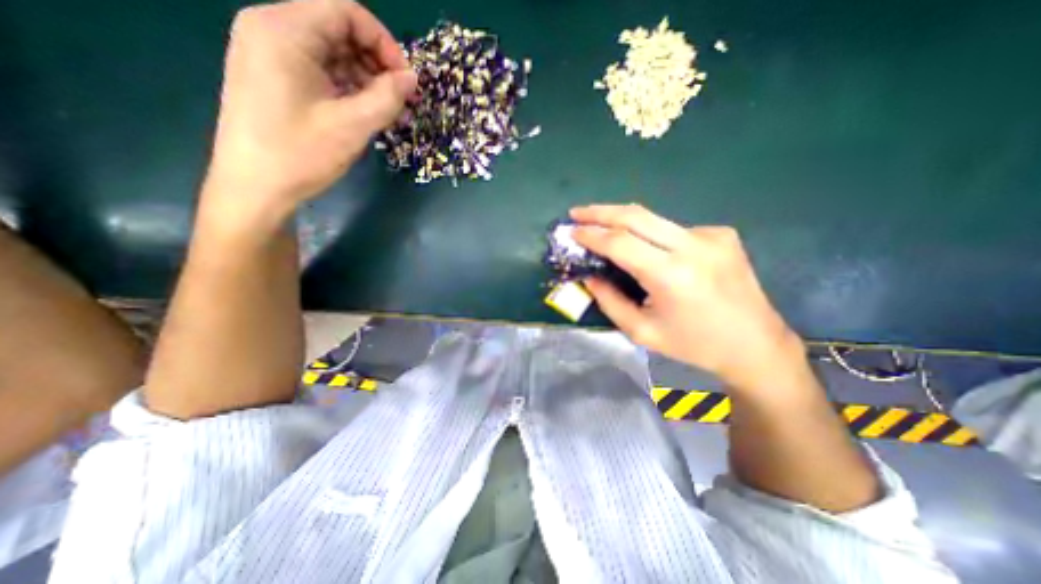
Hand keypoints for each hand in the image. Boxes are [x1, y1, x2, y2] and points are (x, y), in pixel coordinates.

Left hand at [204, 1, 415, 229]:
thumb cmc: (301, 153)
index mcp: (284, 30)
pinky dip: (346, 87)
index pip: (345, 11)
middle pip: (337, 28)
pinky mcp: (273, 77)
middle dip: (376, 62)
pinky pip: (319, 70)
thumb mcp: (352, 125)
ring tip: (387, 111)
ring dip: (364, 78)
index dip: (384, 42)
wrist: (254, 187)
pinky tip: (363, 112)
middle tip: (400, 99)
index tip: (405, 80)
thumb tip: (412, 79)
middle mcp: (271, 29)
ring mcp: (268, 53)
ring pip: (330, 51)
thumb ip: (387, 97)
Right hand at [569, 203, 804, 390]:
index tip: (571, 230)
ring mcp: (712, 235)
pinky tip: (652, 253)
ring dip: (624, 222)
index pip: (620, 242)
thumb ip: (610, 301)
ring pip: (654, 220)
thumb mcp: (642, 331)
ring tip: (603, 229)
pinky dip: (653, 236)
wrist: (755, 344)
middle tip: (577, 213)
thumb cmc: (693, 345)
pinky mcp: (722, 234)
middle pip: (636, 216)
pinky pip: (674, 230)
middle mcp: (694, 246)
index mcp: (672, 276)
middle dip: (601, 212)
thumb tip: (589, 276)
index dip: (591, 234)